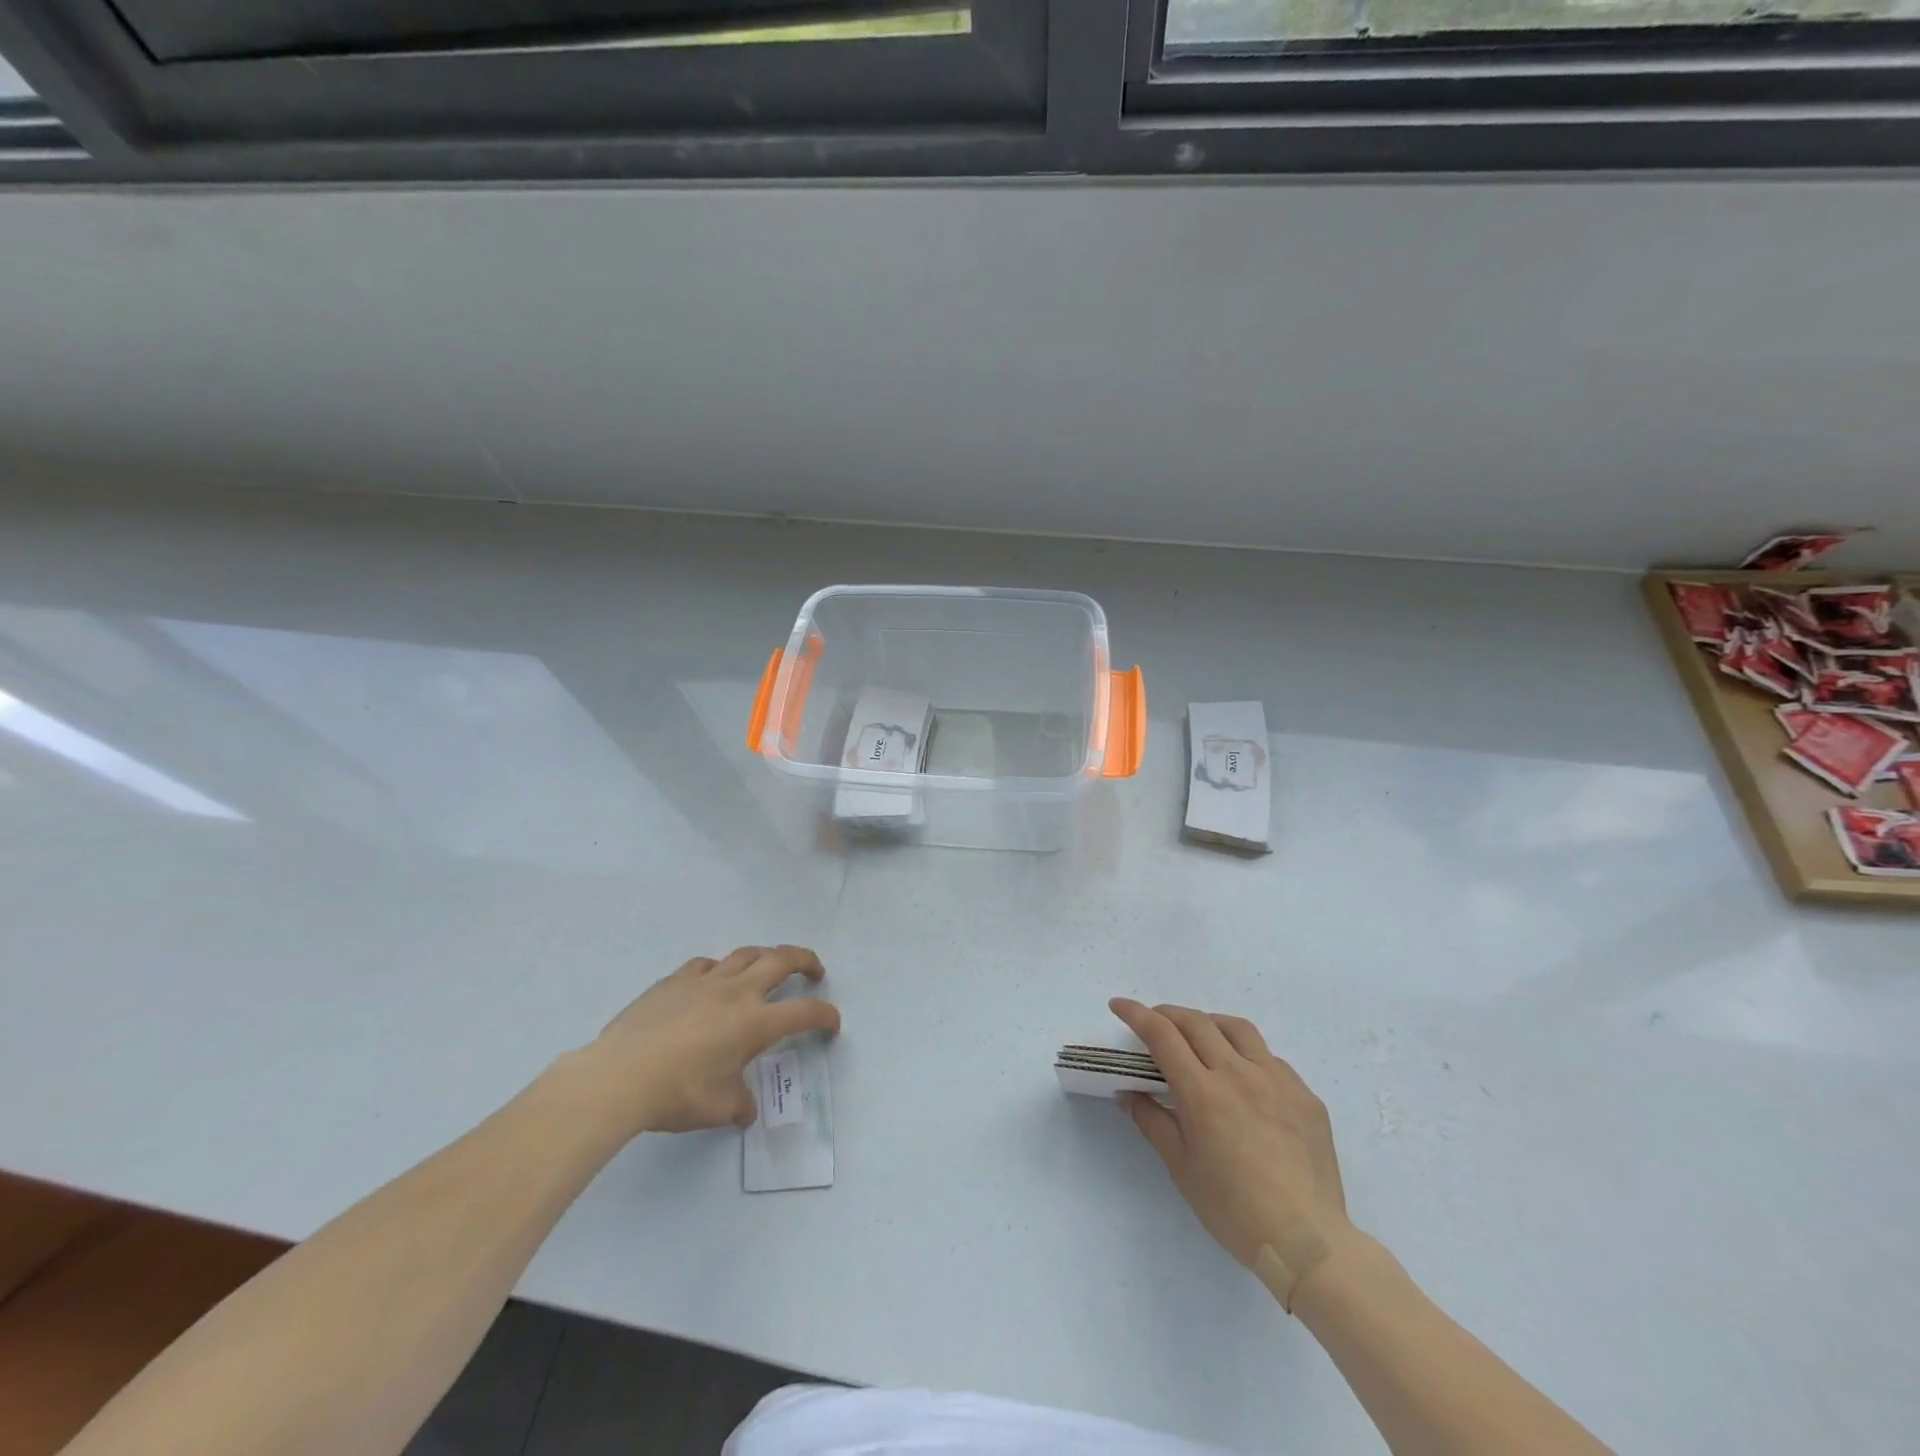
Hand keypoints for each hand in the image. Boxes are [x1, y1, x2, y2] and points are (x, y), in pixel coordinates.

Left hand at [580, 946, 839, 1135]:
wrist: (619, 1076)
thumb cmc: (677, 1094)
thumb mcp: (717, 1108)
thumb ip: (738, 1104)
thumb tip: (745, 1110)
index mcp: (755, 1022)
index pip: (804, 1013)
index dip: (825, 1015)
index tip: (832, 1023)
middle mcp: (737, 992)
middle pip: (781, 959)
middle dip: (805, 960)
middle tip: (814, 970)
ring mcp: (704, 981)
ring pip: (745, 954)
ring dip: (765, 956)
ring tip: (768, 967)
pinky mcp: (674, 981)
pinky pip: (705, 964)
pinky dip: (719, 968)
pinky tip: (713, 980)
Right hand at [1111, 998, 1355, 1305]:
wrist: (1307, 1242)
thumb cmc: (1233, 1210)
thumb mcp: (1181, 1168)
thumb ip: (1152, 1122)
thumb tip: (1128, 1093)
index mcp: (1203, 1093)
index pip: (1162, 1035)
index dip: (1136, 1014)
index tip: (1119, 1005)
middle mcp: (1239, 1074)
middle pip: (1197, 1022)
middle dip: (1168, 1014)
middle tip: (1154, 1021)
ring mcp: (1277, 1080)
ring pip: (1237, 1029)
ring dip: (1210, 1023)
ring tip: (1200, 1037)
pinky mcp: (1305, 1095)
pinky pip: (1271, 1059)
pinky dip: (1247, 1055)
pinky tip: (1246, 1078)